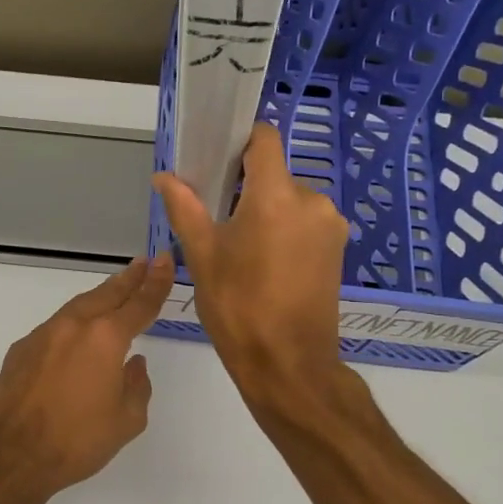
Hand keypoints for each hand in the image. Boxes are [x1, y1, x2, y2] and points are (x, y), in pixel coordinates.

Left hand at [0, 254, 174, 500]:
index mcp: (105, 339)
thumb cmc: (77, 441)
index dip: (156, 282)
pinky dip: (73, 323)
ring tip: (115, 290)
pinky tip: (77, 334)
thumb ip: (137, 386)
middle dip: (128, 279)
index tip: (165, 260)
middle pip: (107, 294)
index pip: (139, 304)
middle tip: (144, 263)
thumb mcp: (126, 421)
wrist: (11, 455)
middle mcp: (74, 326)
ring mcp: (43, 335)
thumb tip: (134, 364)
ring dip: (100, 297)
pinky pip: (55, 327)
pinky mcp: (21, 349)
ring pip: (78, 307)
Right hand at [152, 122, 347, 393]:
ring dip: (266, 213)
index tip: (217, 160)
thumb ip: (184, 208)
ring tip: (241, 250)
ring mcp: (331, 226)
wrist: (287, 364)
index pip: (265, 139)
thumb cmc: (238, 306)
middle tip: (218, 220)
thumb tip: (164, 177)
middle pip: (274, 175)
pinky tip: (265, 264)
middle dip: (246, 189)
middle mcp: (312, 201)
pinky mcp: (338, 249)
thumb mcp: (202, 256)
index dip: (240, 141)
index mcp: (277, 196)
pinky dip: (285, 231)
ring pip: (290, 201)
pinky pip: (306, 223)